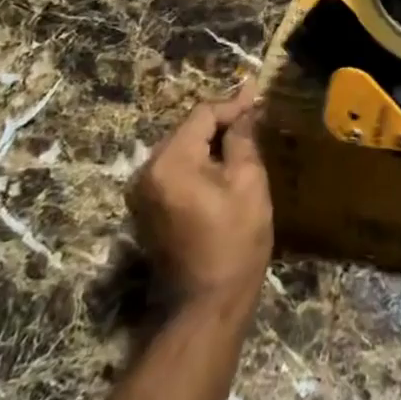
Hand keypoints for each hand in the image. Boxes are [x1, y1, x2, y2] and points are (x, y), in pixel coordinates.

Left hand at [129, 92, 272, 313]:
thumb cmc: (234, 240)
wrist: (206, 304)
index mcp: (170, 162)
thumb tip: (245, 106)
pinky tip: (223, 165)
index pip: (202, 115)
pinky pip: (174, 169)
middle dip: (221, 122)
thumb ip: (242, 138)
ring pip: (181, 148)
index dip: (233, 104)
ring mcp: (142, 193)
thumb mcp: (248, 182)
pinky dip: (198, 162)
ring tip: (243, 138)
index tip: (259, 95)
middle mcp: (146, 172)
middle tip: (254, 116)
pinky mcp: (146, 209)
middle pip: (188, 129)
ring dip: (210, 142)